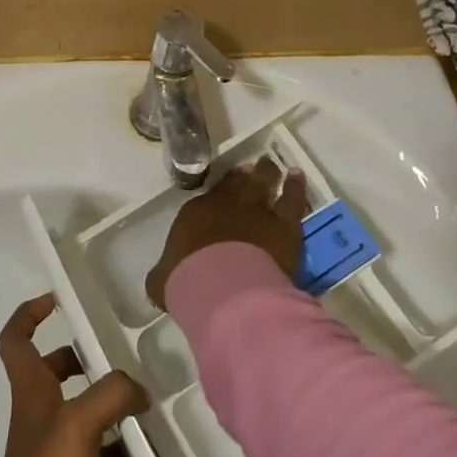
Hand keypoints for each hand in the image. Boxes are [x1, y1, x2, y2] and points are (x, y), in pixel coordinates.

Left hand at [0, 293, 149, 456]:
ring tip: (141, 399)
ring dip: (106, 401)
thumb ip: (114, 393)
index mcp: (30, 387)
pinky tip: (145, 449)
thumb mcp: (82, 420)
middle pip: (53, 368)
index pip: (15, 338)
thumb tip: (140, 390)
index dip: (29, 314)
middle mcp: (38, 409)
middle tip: (116, 355)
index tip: (57, 300)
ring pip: (79, 406)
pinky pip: (97, 447)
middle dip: (83, 358)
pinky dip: (119, 444)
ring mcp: (53, 443)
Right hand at [145, 155, 307, 311]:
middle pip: (239, 181)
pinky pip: (293, 199)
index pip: (211, 194)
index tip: (229, 182)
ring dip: (268, 172)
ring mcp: (258, 212)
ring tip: (271, 165)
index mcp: (197, 213)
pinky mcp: (285, 226)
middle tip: (253, 166)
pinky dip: (296, 187)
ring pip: (265, 182)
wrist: (225, 290)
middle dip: (246, 174)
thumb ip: (164, 274)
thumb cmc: (188, 283)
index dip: (221, 187)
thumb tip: (160, 280)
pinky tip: (297, 176)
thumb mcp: (163, 281)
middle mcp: (228, 205)